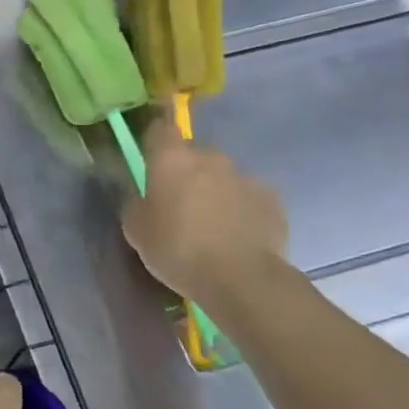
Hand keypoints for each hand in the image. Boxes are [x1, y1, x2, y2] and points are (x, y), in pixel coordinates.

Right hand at [122, 118, 288, 300]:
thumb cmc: (177, 250)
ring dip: (215, 191)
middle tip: (179, 204)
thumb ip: (137, 204)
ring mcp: (245, 176)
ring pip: (223, 176)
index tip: (150, 158)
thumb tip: (145, 196)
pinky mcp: (272, 199)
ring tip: (212, 226)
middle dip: (186, 172)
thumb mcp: (136, 230)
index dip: (154, 140)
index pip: (160, 129)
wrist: (241, 279)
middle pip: (194, 155)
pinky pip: (248, 197)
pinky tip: (237, 236)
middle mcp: (210, 158)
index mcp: (172, 160)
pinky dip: (241, 209)